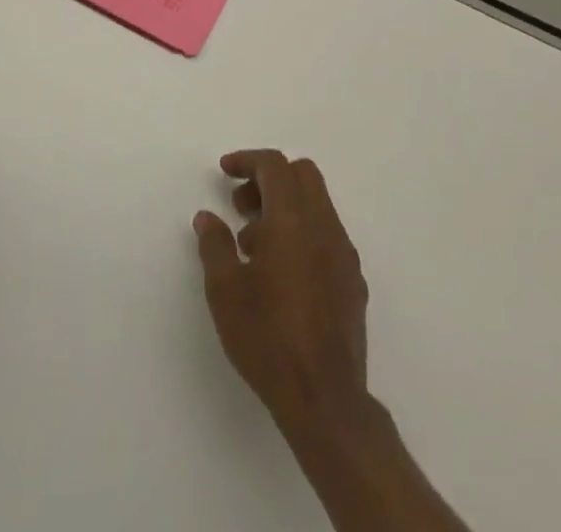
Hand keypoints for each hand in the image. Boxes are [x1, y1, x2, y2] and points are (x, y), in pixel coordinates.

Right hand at [194, 150, 370, 433]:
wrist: (325, 399)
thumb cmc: (268, 339)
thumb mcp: (225, 292)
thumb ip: (214, 245)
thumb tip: (207, 216)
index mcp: (292, 221)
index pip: (275, 166)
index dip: (248, 160)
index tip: (225, 171)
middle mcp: (324, 226)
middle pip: (302, 175)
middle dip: (269, 178)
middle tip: (240, 206)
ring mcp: (343, 253)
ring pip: (317, 203)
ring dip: (285, 206)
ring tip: (254, 246)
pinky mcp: (353, 279)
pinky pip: (327, 233)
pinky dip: (303, 231)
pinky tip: (283, 271)